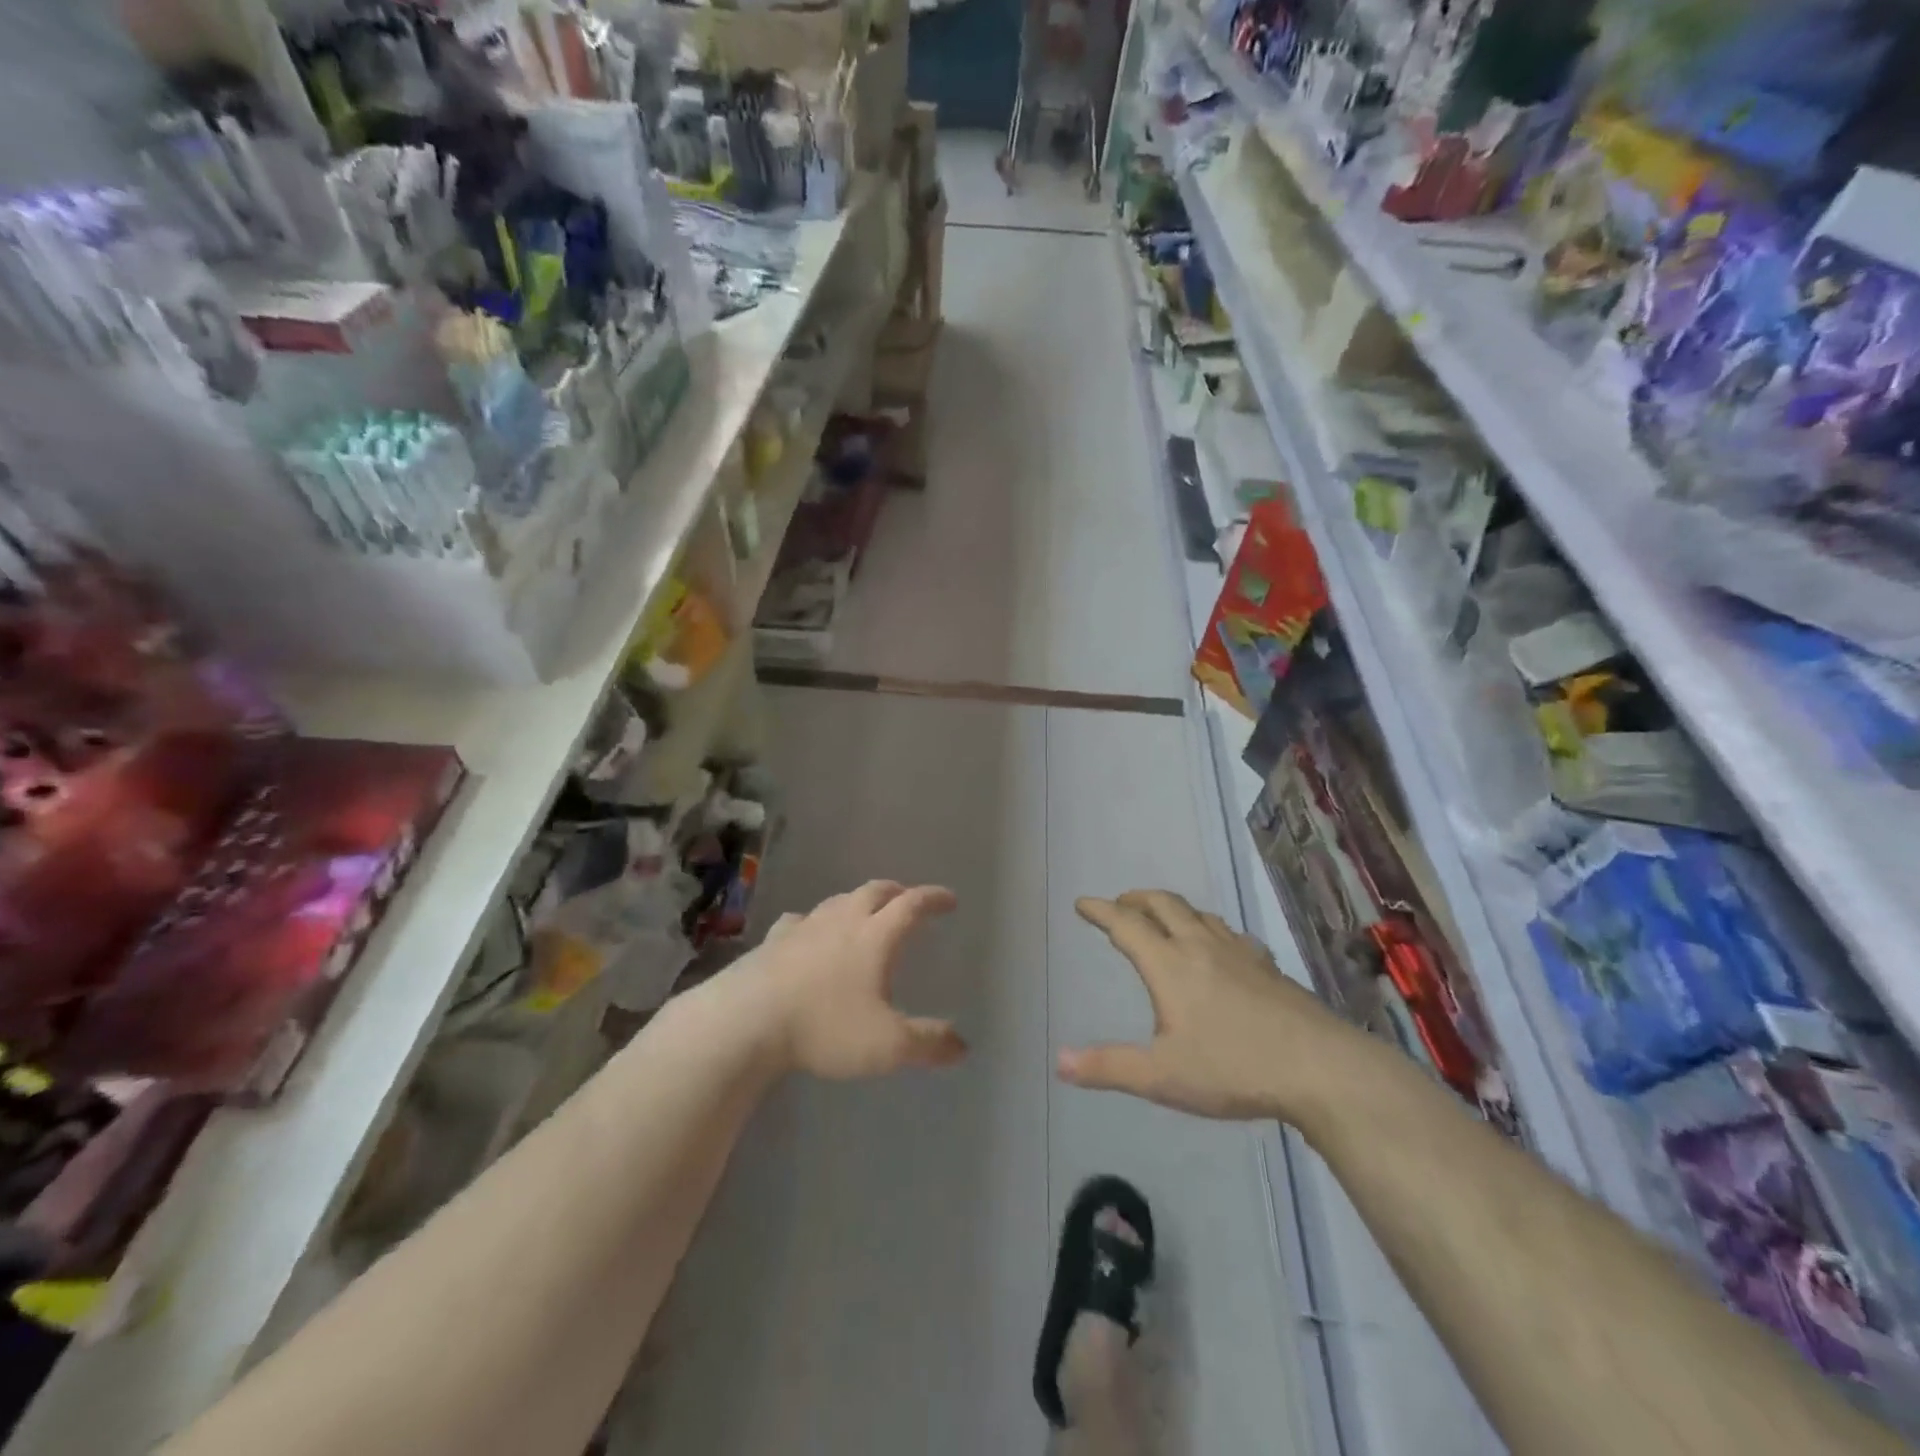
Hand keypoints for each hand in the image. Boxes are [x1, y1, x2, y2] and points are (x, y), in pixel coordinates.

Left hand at [742, 880, 966, 1079]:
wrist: (747, 1021)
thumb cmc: (824, 1027)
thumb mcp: (887, 1045)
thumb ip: (928, 1044)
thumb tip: (962, 1045)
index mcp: (875, 936)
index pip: (912, 905)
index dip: (933, 898)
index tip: (949, 899)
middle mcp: (843, 920)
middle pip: (875, 891)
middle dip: (897, 892)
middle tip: (908, 898)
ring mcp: (805, 927)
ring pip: (839, 901)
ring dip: (858, 901)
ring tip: (864, 912)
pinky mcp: (773, 940)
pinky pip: (800, 921)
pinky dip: (815, 921)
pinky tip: (808, 932)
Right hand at [1059, 889, 1372, 1121]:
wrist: (1320, 1068)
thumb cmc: (1233, 1068)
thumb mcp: (1162, 1076)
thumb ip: (1109, 1067)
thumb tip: (1059, 1061)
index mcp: (1170, 965)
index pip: (1126, 925)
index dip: (1101, 911)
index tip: (1082, 903)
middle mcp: (1201, 947)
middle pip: (1163, 905)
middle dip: (1136, 899)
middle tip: (1119, 904)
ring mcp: (1239, 953)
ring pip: (1198, 914)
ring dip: (1172, 908)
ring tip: (1163, 918)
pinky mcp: (1267, 966)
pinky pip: (1229, 932)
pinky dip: (1209, 928)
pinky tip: (1220, 947)